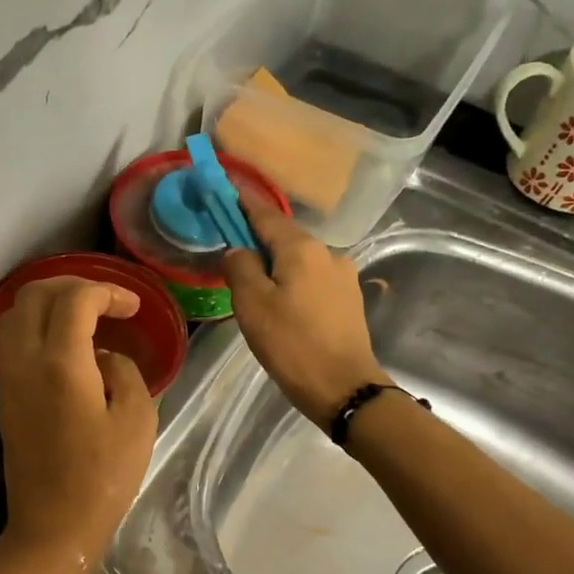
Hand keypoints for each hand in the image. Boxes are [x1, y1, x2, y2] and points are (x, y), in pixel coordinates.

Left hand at [0, 277, 158, 573]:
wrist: (52, 526)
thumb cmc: (103, 478)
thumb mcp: (136, 420)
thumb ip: (124, 372)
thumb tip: (103, 357)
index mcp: (61, 362)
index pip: (75, 299)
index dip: (108, 291)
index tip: (133, 308)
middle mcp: (26, 360)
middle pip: (36, 293)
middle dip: (74, 285)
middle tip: (107, 301)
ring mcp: (9, 377)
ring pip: (16, 313)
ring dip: (50, 302)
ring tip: (85, 316)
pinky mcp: (4, 394)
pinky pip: (12, 338)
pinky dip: (37, 324)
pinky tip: (66, 343)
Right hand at [223, 201, 386, 425]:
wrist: (344, 387)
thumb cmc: (291, 344)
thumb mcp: (252, 305)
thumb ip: (240, 268)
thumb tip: (238, 249)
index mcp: (301, 248)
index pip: (265, 214)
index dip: (242, 201)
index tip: (224, 185)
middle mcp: (327, 253)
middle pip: (284, 236)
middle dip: (257, 236)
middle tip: (230, 245)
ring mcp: (343, 276)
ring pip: (299, 259)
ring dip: (275, 263)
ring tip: (254, 282)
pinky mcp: (348, 299)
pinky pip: (311, 279)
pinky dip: (291, 280)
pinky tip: (281, 301)